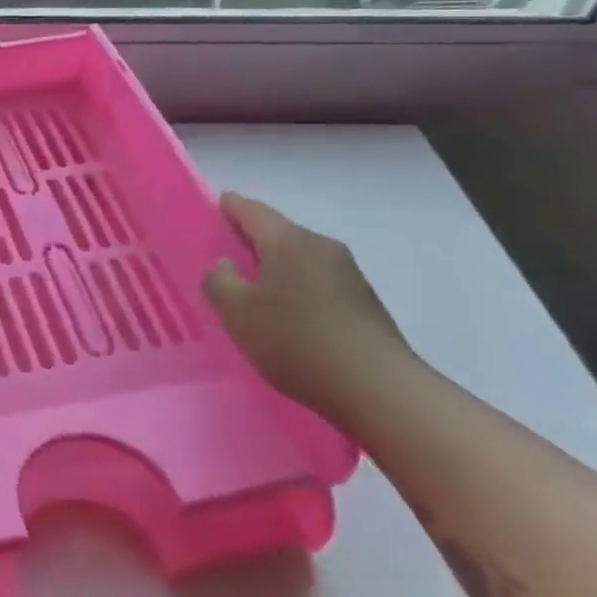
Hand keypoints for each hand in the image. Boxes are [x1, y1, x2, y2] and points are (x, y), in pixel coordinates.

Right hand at [202, 193, 417, 418]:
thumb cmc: (297, 342)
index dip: (230, 206)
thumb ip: (218, 281)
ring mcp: (348, 273)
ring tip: (253, 287)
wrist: (380, 390)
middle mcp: (321, 246)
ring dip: (276, 265)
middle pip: (278, 231)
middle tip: (225, 252)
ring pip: (299, 257)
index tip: (215, 207)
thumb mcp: (237, 313)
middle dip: (252, 237)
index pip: (252, 210)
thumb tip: (225, 265)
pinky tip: (288, 313)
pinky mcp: (363, 301)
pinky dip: (296, 285)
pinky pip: (317, 280)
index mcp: (287, 241)